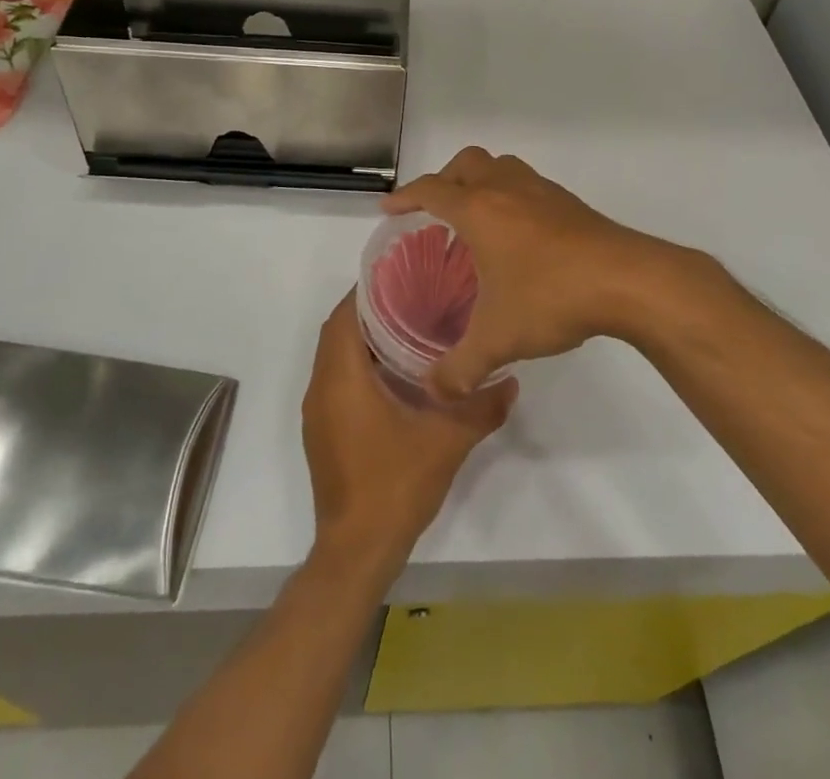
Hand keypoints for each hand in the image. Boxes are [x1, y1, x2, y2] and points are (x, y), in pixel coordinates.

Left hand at [302, 295, 515, 572]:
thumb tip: (511, 380)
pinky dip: (357, 366)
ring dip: (362, 340)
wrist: (357, 551)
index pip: (344, 315)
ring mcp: (318, 413)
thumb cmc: (395, 485)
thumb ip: (481, 407)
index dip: (367, 291)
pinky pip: (335, 381)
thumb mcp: (447, 441)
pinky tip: (395, 375)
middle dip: (368, 311)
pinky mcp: (323, 432)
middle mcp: (321, 388)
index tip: (401, 277)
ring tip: (408, 328)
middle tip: (412, 298)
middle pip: (338, 332)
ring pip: (335, 357)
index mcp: (341, 378)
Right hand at [383, 147, 705, 399]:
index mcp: (478, 210)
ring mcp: (541, 191)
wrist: (627, 280)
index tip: (390, 210)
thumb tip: (434, 391)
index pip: (431, 190)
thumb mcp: (499, 339)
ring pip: (500, 166)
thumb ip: (461, 368)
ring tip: (476, 216)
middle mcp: (506, 189)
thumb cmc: (551, 296)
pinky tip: (520, 233)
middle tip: (436, 211)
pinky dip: (511, 195)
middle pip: (466, 164)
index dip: (406, 198)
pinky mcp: (568, 202)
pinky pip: (527, 184)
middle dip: (444, 181)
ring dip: (481, 181)